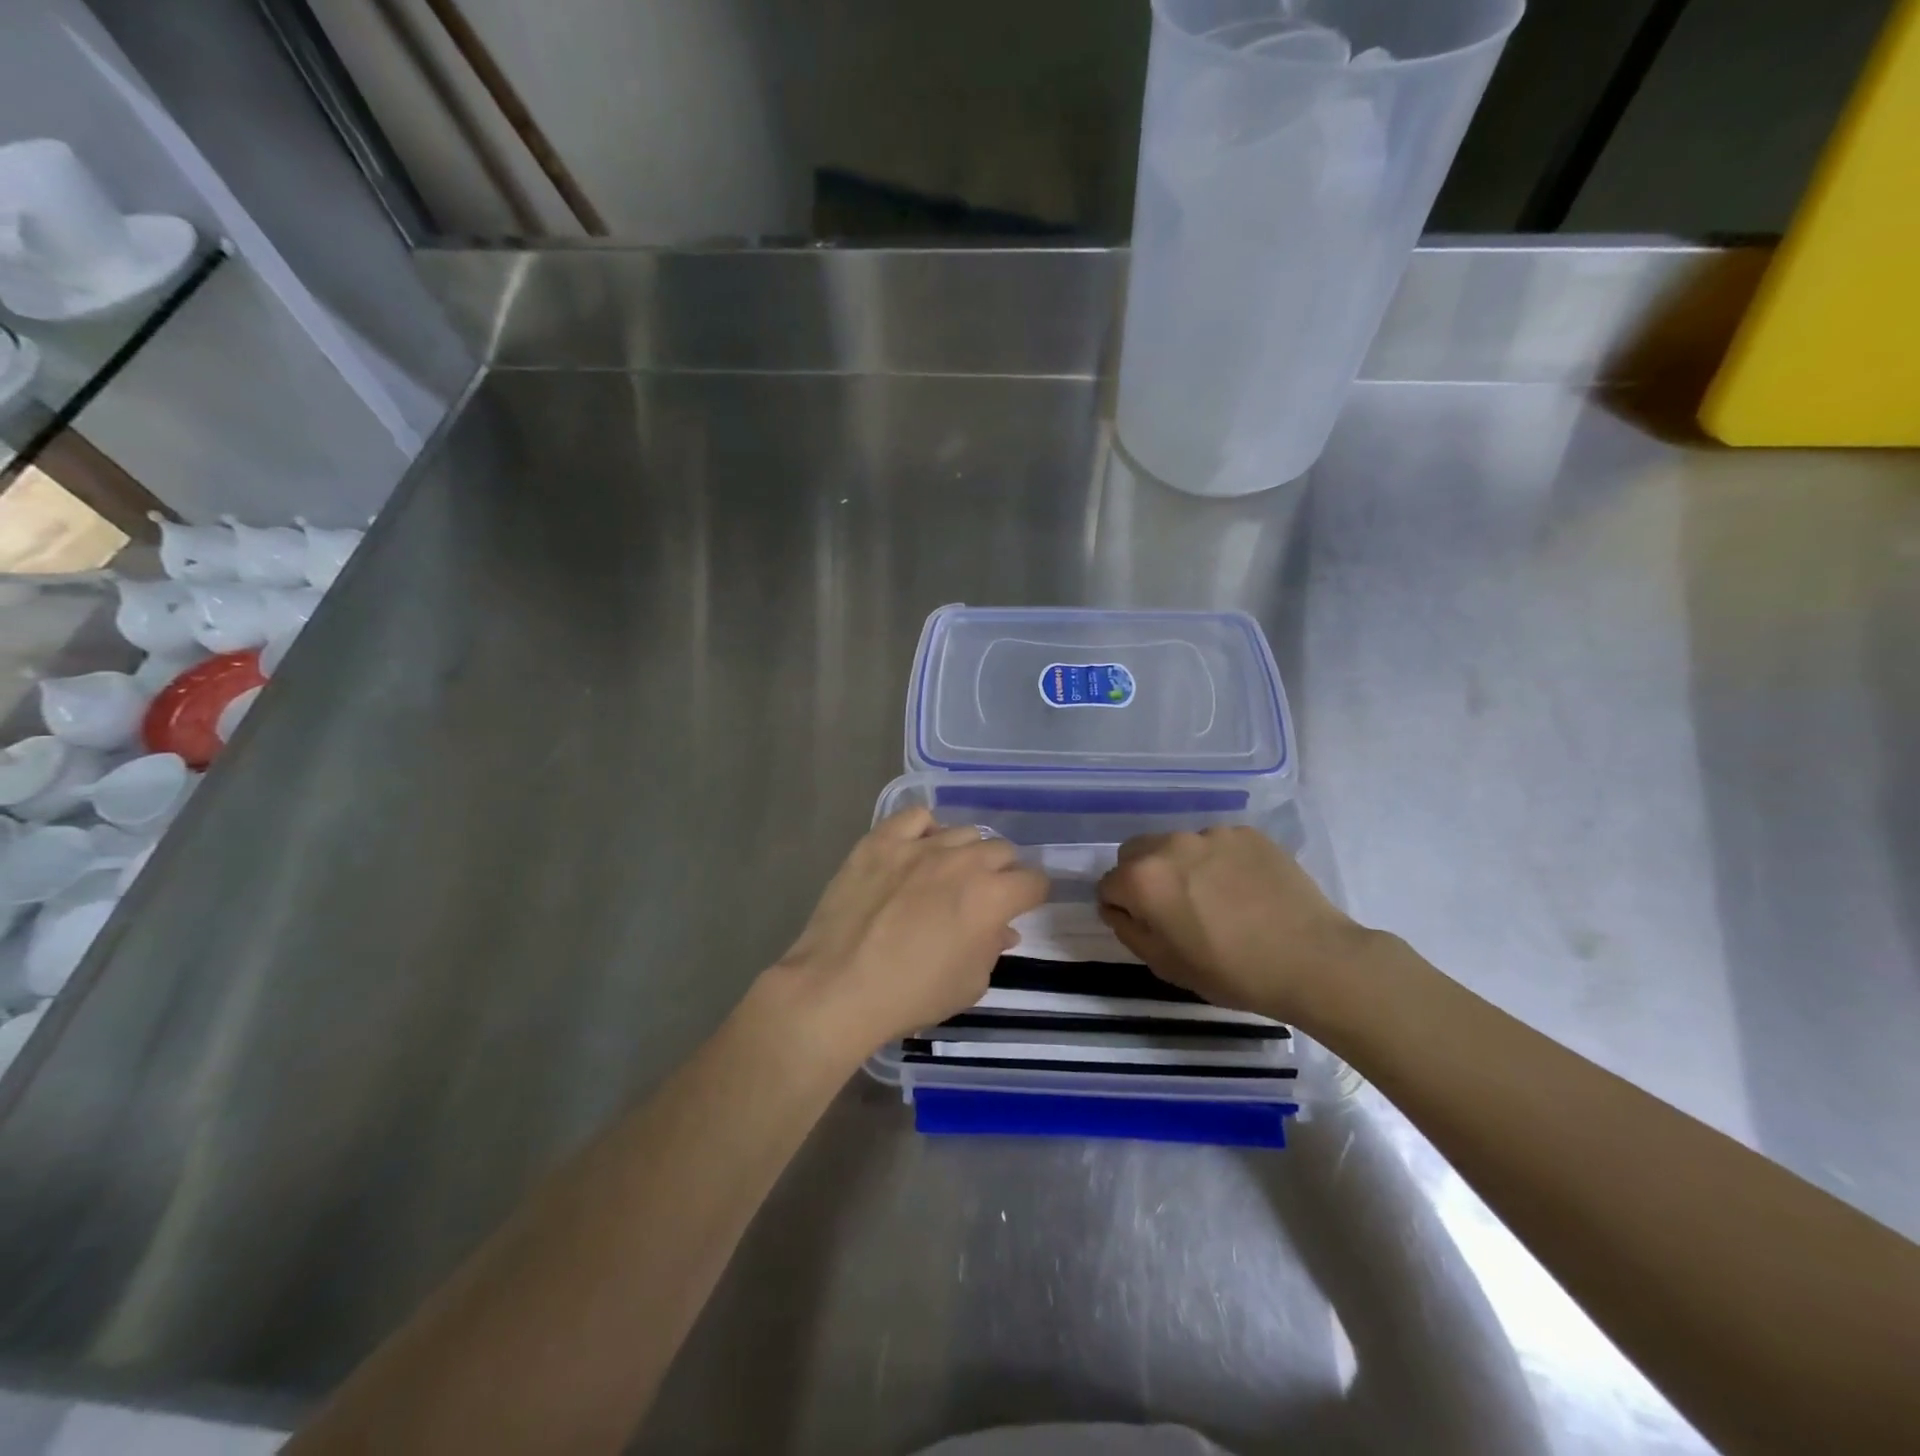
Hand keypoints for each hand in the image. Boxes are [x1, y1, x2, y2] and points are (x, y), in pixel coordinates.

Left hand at [771, 808, 1048, 1051]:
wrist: (838, 987)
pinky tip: (917, 850)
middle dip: (1001, 872)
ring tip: (946, 874)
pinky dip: (924, 830)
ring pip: (963, 832)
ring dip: (965, 853)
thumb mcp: (969, 984)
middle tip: (982, 895)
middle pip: (1002, 850)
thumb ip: (992, 948)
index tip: (1020, 907)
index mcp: (992, 897)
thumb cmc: (911, 995)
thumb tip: (1001, 929)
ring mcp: (920, 845)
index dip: (1031, 896)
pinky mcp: (882, 840)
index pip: (1034, 881)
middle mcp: (963, 861)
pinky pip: (915, 817)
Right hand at [1096, 826, 1370, 1023]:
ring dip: (1182, 867)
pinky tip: (1244, 890)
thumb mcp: (1166, 966)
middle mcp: (1170, 844)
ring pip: (1177, 846)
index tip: (1145, 927)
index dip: (1121, 908)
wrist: (1313, 959)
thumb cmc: (1232, 972)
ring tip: (1216, 900)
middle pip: (1136, 853)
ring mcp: (1212, 834)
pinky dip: (1219, 862)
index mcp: (1143, 879)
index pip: (1108, 884)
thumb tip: (1118, 908)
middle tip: (1175, 910)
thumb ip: (1129, 931)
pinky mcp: (1247, 833)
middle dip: (1143, 877)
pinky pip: (1217, 844)